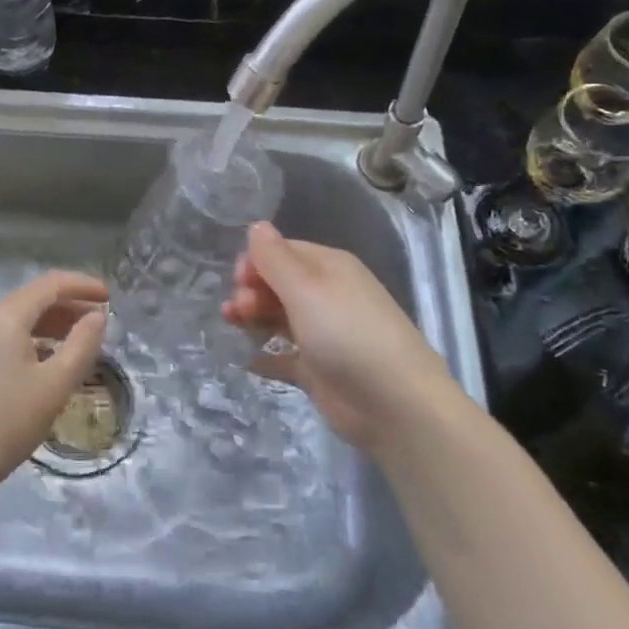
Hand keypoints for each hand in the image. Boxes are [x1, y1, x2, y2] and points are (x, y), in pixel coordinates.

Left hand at [0, 270, 108, 511]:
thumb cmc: (2, 424)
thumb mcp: (53, 387)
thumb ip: (81, 346)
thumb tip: (97, 317)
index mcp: (5, 316)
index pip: (50, 284)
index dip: (83, 285)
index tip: (110, 297)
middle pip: (33, 300)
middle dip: (69, 306)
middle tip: (100, 323)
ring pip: (18, 321)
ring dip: (51, 326)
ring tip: (79, 344)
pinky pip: (5, 340)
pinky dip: (32, 342)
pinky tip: (46, 366)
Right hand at [222, 222, 449, 452]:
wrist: (395, 404)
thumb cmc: (347, 334)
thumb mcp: (305, 288)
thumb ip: (275, 258)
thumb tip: (256, 225)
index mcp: (329, 267)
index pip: (283, 251)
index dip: (255, 262)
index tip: (238, 281)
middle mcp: (327, 294)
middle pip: (278, 283)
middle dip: (252, 290)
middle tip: (239, 310)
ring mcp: (323, 333)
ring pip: (279, 316)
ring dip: (253, 317)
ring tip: (233, 326)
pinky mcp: (319, 368)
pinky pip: (285, 355)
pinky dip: (265, 355)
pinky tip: (245, 359)